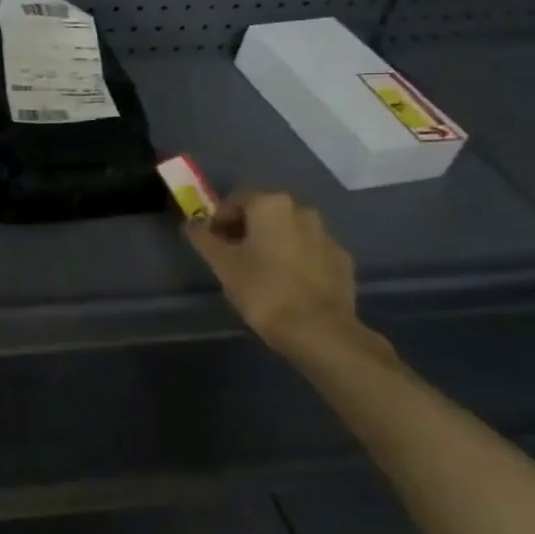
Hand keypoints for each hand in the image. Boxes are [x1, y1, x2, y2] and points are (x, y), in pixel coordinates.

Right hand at [185, 190, 359, 350]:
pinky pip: (310, 251)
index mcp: (271, 204)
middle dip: (246, 229)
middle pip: (264, 213)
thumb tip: (191, 223)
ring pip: (289, 231)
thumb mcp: (222, 263)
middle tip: (233, 257)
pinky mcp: (342, 261)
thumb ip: (203, 237)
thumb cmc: (263, 290)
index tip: (212, 244)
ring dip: (272, 243)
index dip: (219, 221)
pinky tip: (287, 284)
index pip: (235, 201)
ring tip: (260, 272)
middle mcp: (302, 210)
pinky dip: (295, 259)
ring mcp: (327, 236)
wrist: (320, 332)